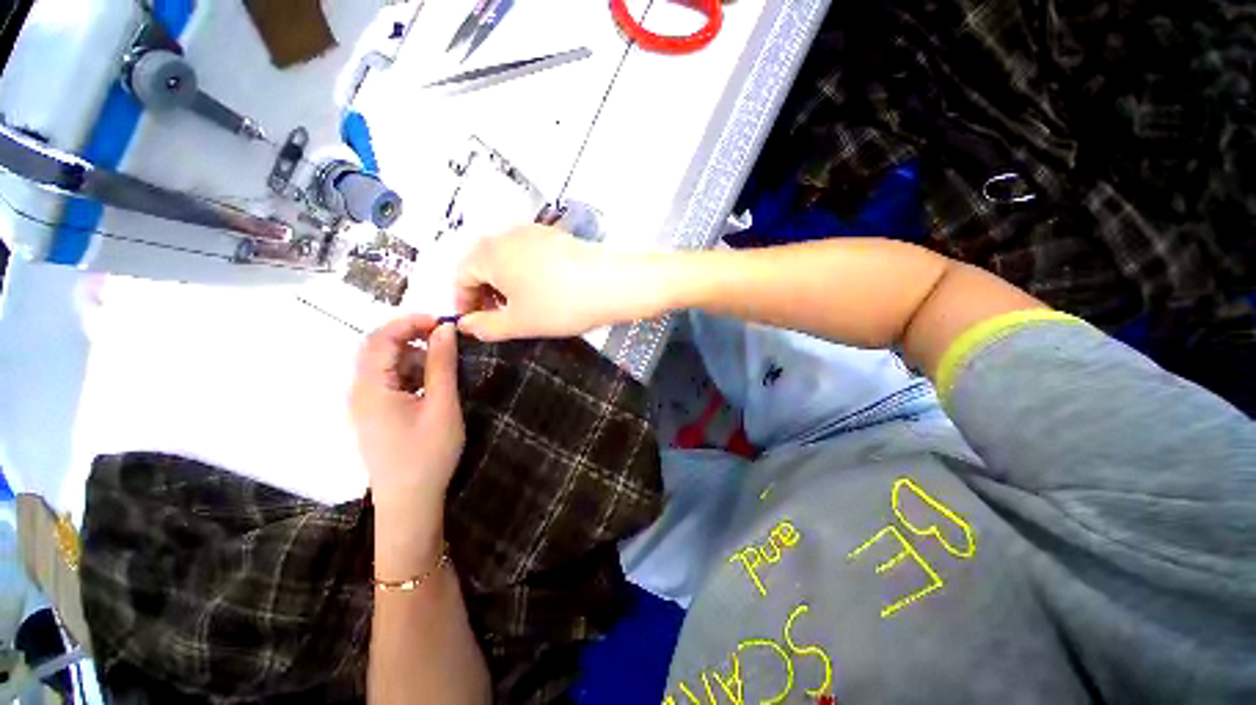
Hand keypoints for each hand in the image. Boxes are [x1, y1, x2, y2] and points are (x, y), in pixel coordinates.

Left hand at [350, 316, 462, 549]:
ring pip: (384, 365)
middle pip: (378, 349)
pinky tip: (431, 386)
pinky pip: (388, 382)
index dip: (409, 322)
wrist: (409, 502)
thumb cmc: (427, 453)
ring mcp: (364, 405)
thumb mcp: (442, 405)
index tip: (442, 321)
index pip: (380, 338)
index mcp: (370, 388)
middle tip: (446, 339)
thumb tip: (445, 329)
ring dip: (414, 357)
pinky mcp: (373, 415)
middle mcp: (358, 392)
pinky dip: (410, 374)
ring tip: (443, 367)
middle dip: (412, 338)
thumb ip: (442, 364)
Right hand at [455, 225, 629, 340]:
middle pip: (483, 263)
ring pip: (507, 257)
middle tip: (497, 316)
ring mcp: (534, 232)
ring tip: (520, 305)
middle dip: (484, 291)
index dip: (463, 302)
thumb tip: (466, 325)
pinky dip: (525, 272)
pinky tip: (542, 289)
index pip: (461, 276)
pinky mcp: (557, 236)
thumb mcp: (518, 323)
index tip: (472, 322)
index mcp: (488, 253)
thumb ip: (486, 326)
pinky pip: (529, 253)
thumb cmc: (558, 305)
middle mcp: (507, 235)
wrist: (609, 284)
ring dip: (505, 282)